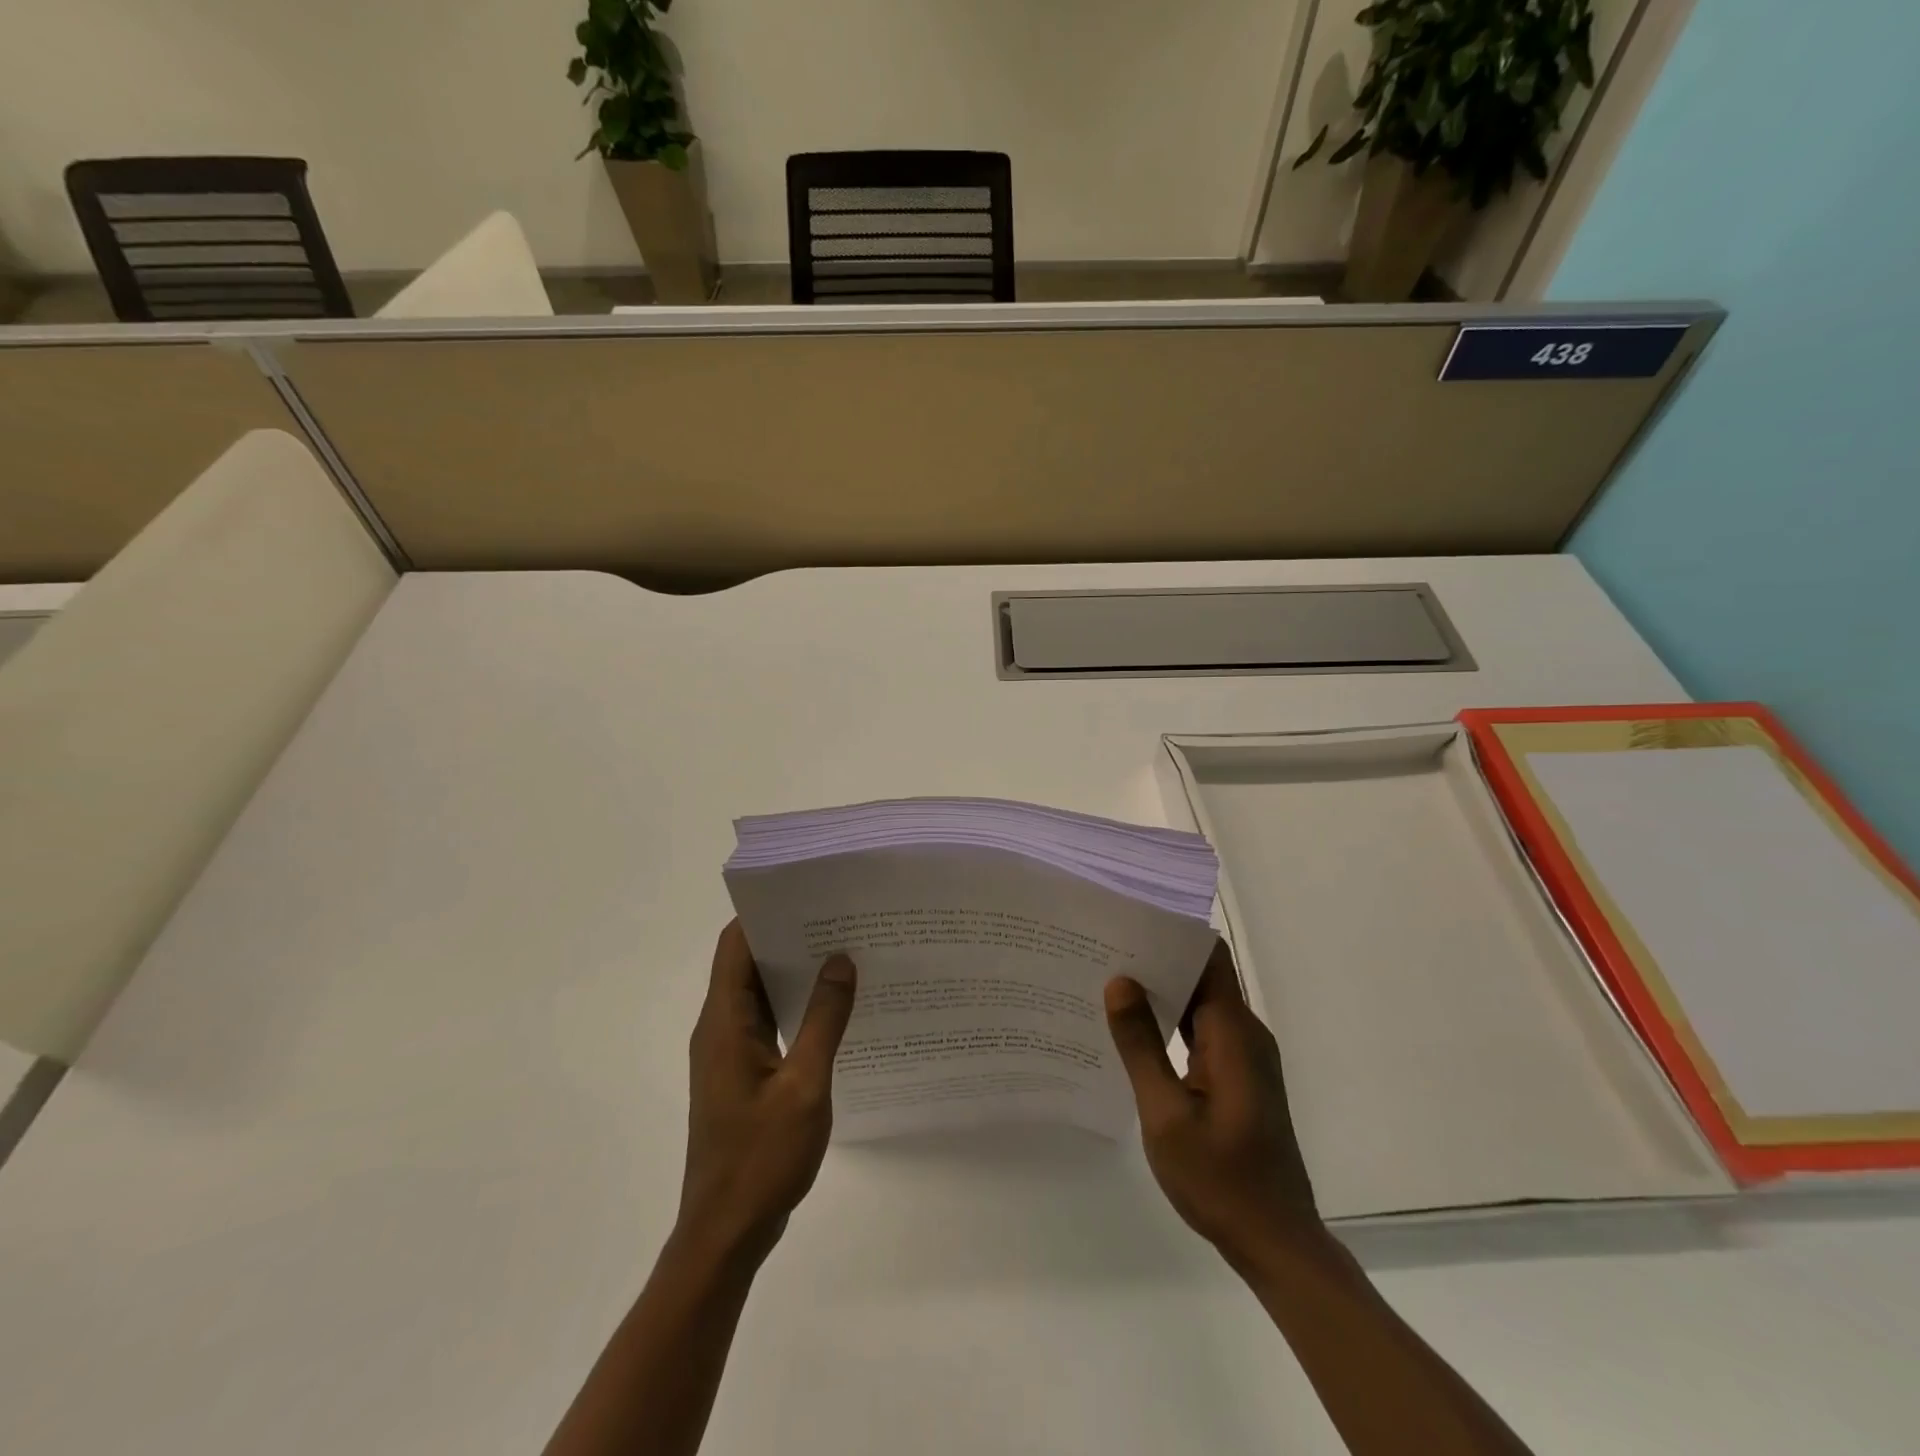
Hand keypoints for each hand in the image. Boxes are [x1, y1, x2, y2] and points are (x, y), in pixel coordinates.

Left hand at [678, 921, 856, 1263]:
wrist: (725, 1233)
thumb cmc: (761, 1158)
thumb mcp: (804, 1086)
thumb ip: (824, 1020)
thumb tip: (840, 960)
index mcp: (724, 1022)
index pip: (736, 945)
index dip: (766, 913)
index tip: (808, 893)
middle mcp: (719, 1028)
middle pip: (747, 963)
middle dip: (789, 936)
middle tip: (840, 918)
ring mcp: (729, 1053)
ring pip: (760, 993)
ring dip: (794, 972)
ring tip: (844, 952)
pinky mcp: (741, 1074)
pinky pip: (768, 1022)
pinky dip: (795, 1006)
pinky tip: (834, 1007)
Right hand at [1105, 939, 1320, 1264]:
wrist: (1275, 1241)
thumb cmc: (1220, 1179)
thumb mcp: (1166, 1115)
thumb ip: (1141, 1045)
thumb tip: (1119, 981)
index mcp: (1233, 1033)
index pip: (1209, 957)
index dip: (1172, 934)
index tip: (1127, 922)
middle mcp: (1245, 1033)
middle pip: (1203, 975)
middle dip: (1156, 959)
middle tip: (1102, 949)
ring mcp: (1244, 1055)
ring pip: (1201, 1003)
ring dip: (1162, 990)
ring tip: (1108, 978)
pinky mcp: (1239, 1075)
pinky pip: (1203, 1030)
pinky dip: (1172, 1021)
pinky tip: (1134, 1026)